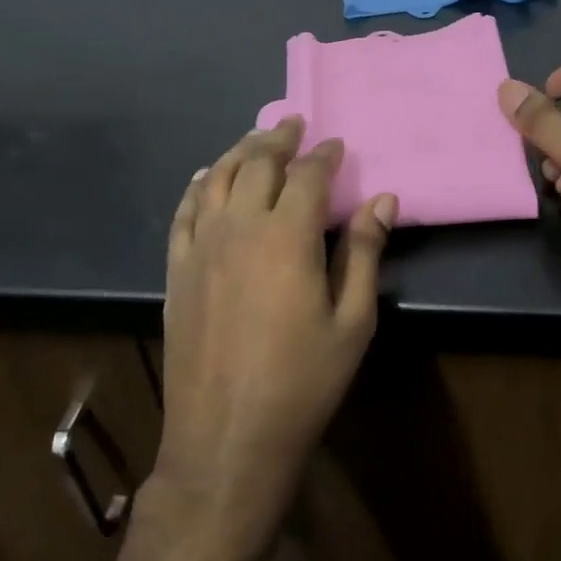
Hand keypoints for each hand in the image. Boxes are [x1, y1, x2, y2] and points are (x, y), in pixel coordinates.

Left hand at [157, 118, 396, 539]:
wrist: (228, 436)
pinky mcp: (177, 270)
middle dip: (279, 140)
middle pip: (258, 165)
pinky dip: (197, 186)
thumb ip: (363, 253)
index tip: (336, 144)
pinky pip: (184, 212)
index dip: (324, 155)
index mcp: (287, 236)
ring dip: (240, 152)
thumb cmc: (303, 381)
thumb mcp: (353, 321)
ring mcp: (201, 247)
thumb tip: (383, 199)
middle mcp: (239, 227)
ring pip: (217, 179)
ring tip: (256, 138)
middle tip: (294, 123)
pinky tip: (204, 177)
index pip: (308, 176)